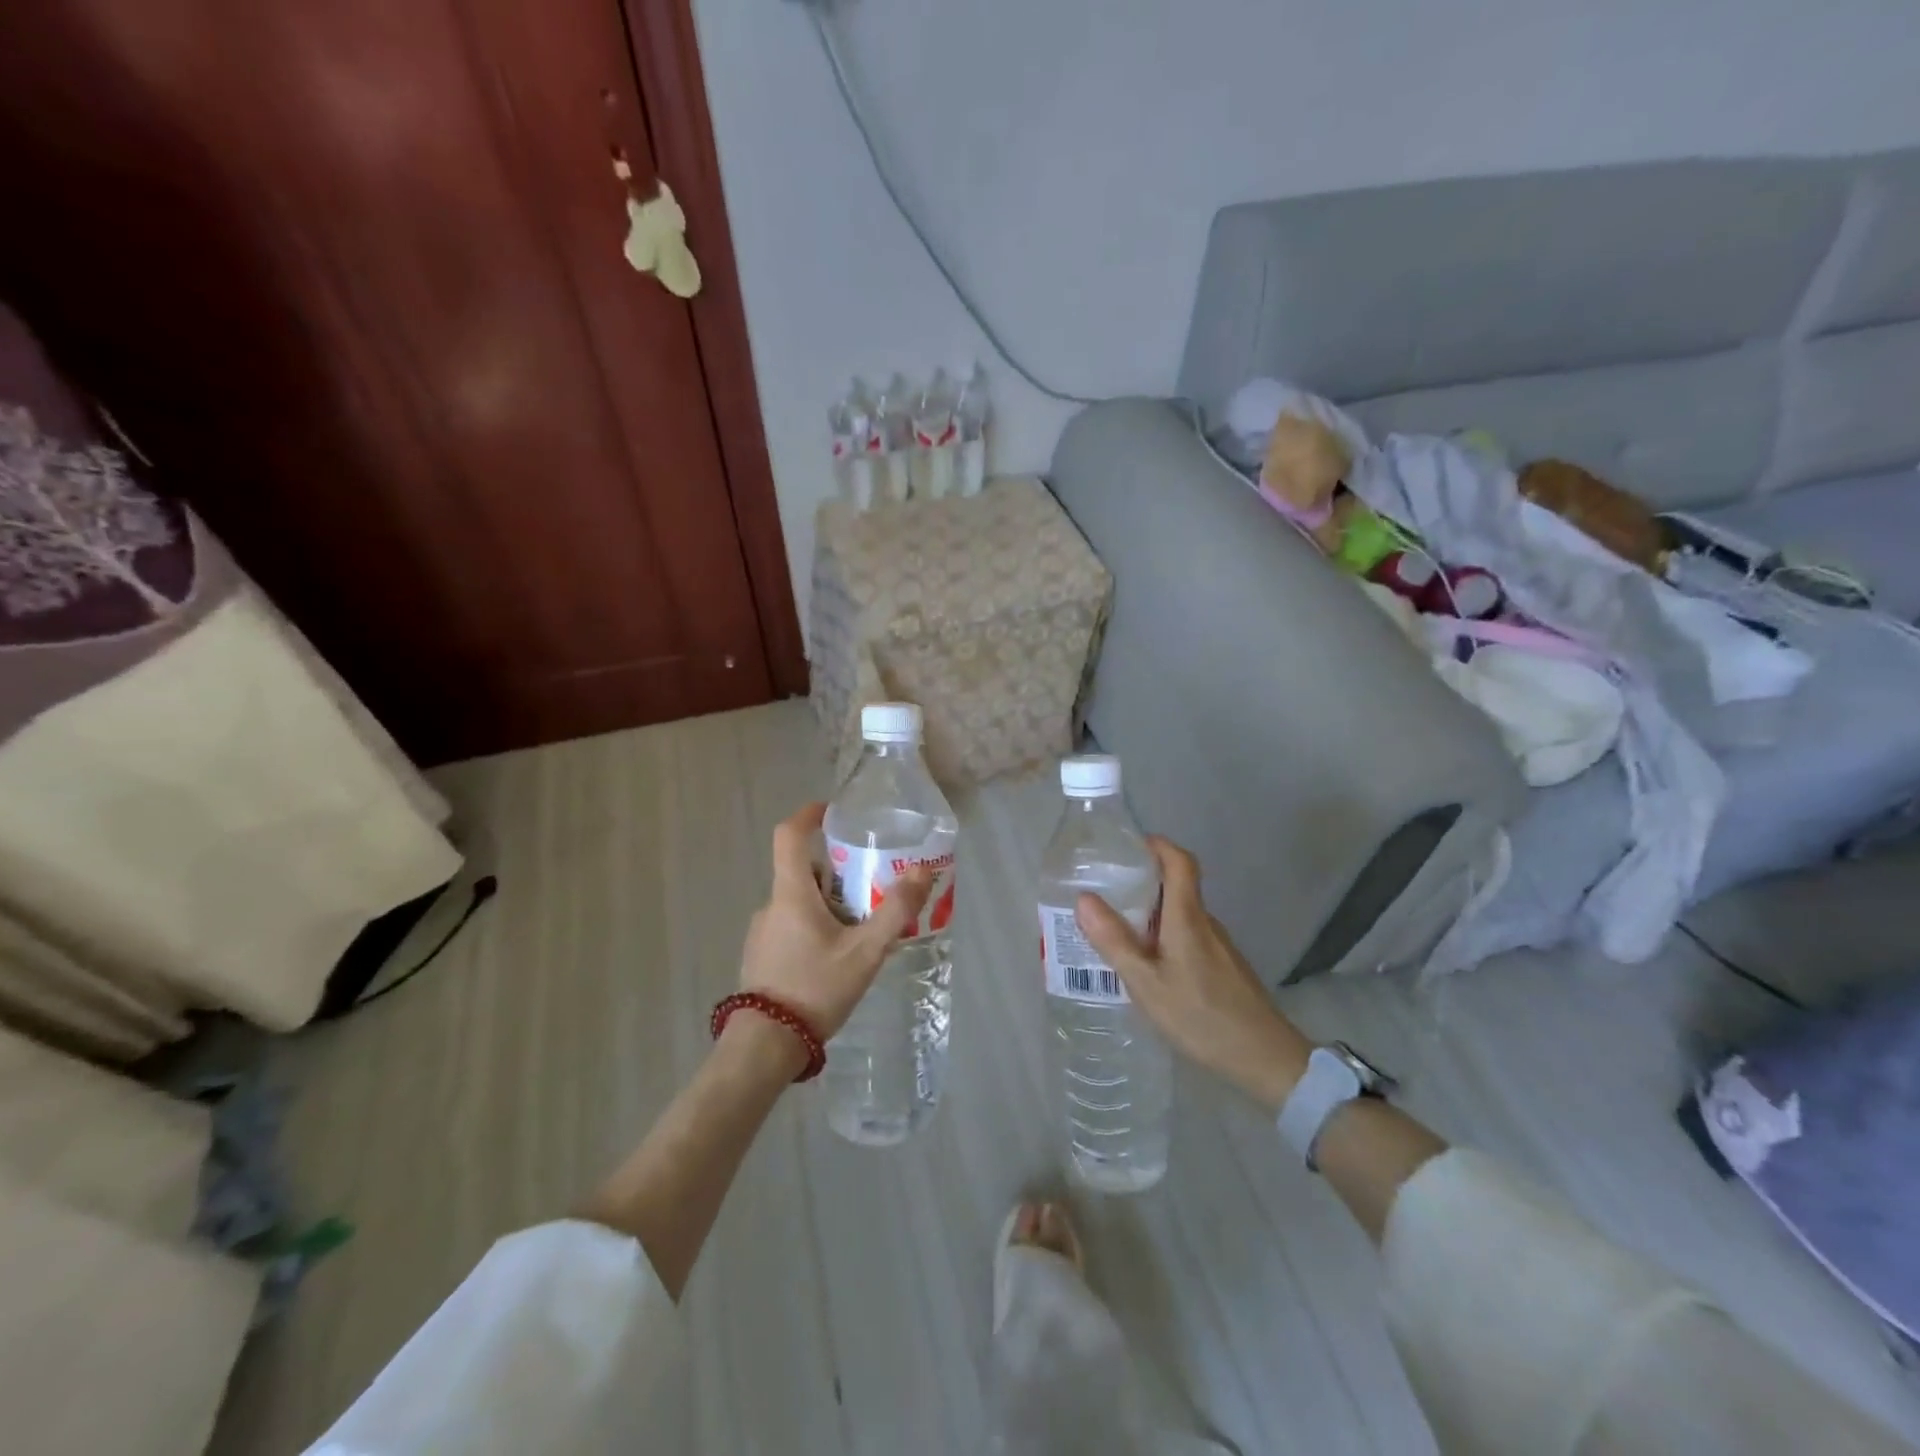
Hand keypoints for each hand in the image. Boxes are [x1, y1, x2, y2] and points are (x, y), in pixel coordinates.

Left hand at [739, 802, 932, 1043]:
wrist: (765, 1047)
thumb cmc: (814, 989)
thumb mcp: (865, 952)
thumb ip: (895, 912)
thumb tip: (922, 872)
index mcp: (791, 894)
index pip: (788, 835)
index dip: (809, 815)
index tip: (833, 812)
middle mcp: (771, 906)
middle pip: (804, 871)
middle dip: (838, 873)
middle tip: (872, 888)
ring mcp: (763, 933)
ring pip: (800, 903)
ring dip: (829, 906)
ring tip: (862, 931)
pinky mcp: (762, 957)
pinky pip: (792, 928)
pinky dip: (815, 928)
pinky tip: (837, 960)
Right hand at [1075, 837, 1311, 1110]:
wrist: (1266, 1060)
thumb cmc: (1202, 1017)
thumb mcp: (1147, 983)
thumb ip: (1115, 941)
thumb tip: (1084, 898)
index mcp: (1188, 918)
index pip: (1180, 862)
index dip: (1157, 845)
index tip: (1128, 846)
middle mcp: (1205, 923)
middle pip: (1177, 886)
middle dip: (1142, 881)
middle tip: (1105, 892)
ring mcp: (1218, 946)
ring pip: (1181, 914)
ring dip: (1151, 913)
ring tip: (1116, 931)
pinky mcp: (1223, 967)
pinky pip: (1188, 936)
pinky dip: (1164, 937)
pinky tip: (1147, 966)